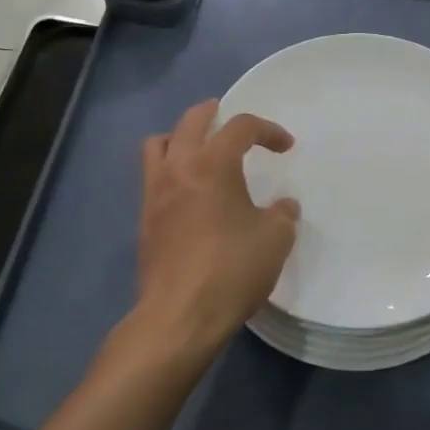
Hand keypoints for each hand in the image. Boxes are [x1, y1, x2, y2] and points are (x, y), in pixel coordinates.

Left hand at [134, 99, 298, 355]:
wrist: (179, 316)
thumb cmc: (232, 269)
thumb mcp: (275, 239)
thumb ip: (283, 214)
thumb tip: (282, 207)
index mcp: (213, 164)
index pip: (241, 127)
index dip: (267, 130)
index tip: (285, 146)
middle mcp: (179, 168)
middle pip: (191, 121)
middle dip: (214, 114)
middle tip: (231, 121)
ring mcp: (155, 193)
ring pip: (160, 144)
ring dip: (182, 138)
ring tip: (201, 151)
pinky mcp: (145, 219)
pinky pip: (154, 176)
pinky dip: (172, 170)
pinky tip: (191, 192)